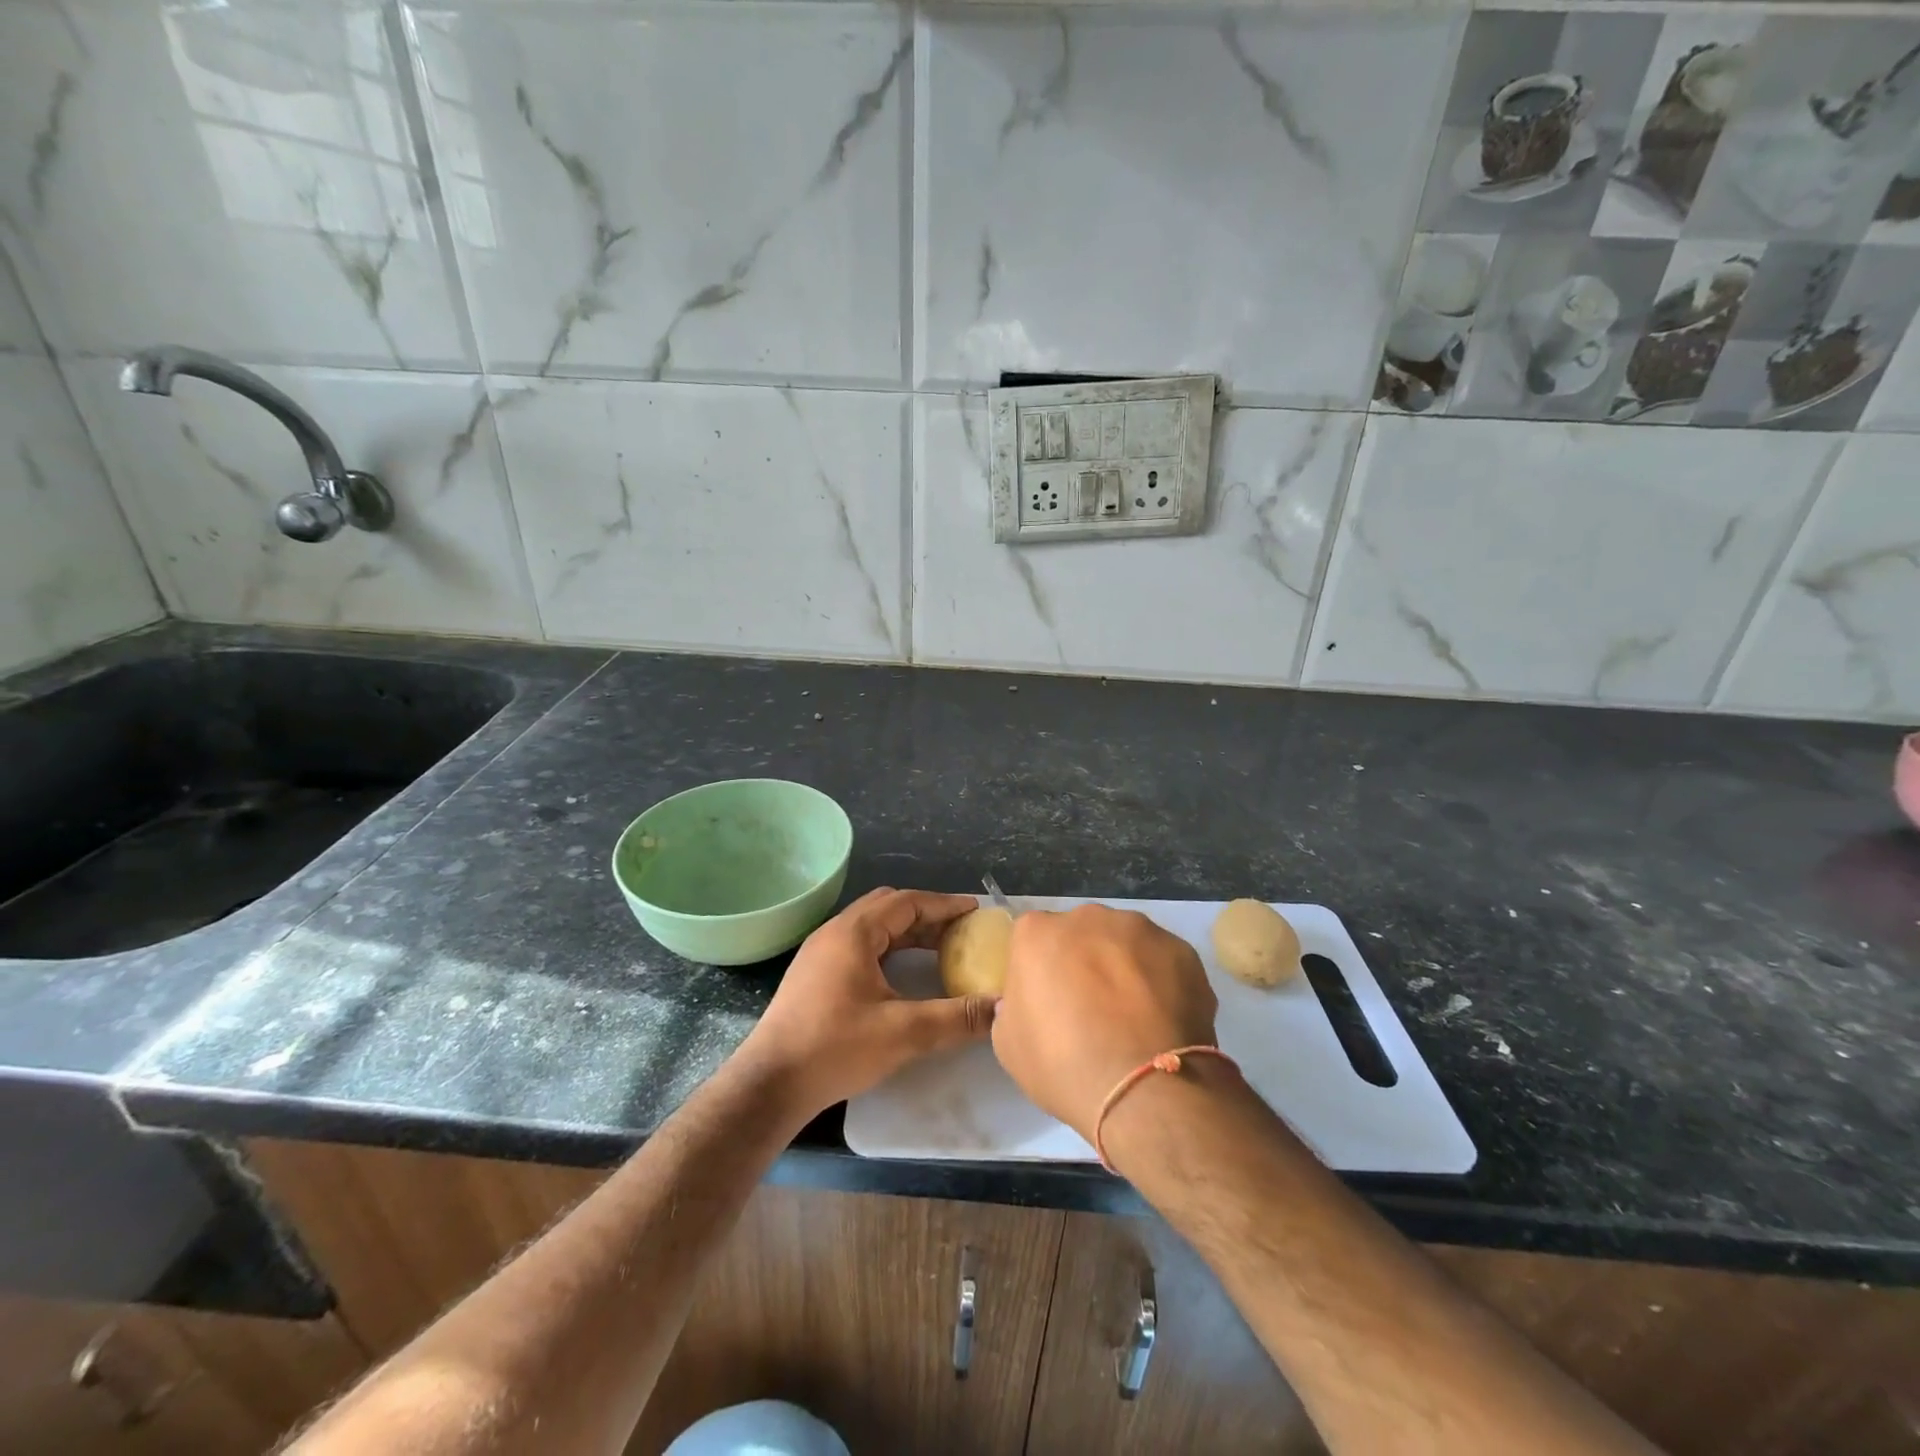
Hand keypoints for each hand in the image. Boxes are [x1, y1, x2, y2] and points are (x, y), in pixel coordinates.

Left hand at [736, 887, 991, 1115]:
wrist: (770, 1084)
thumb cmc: (835, 1047)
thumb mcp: (903, 1032)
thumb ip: (956, 1018)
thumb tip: (1000, 1009)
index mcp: (853, 932)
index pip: (906, 902)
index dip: (944, 904)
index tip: (974, 911)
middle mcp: (834, 933)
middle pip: (888, 908)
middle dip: (926, 916)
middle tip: (959, 931)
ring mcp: (820, 953)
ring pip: (872, 928)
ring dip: (906, 933)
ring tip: (938, 950)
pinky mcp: (813, 975)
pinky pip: (859, 946)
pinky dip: (888, 949)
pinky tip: (901, 975)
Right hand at [992, 904, 1218, 1142]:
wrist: (1145, 1089)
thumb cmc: (1064, 1065)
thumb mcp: (1009, 1044)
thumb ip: (1013, 1007)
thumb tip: (1030, 1000)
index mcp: (1038, 933)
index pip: (1033, 940)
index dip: (1041, 970)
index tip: (1049, 1002)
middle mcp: (1088, 917)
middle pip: (1081, 933)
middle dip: (1084, 961)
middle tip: (1092, 1009)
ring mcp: (1140, 929)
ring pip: (1125, 942)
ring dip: (1125, 967)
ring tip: (1135, 1017)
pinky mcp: (1183, 950)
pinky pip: (1163, 961)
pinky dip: (1162, 982)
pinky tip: (1163, 1020)